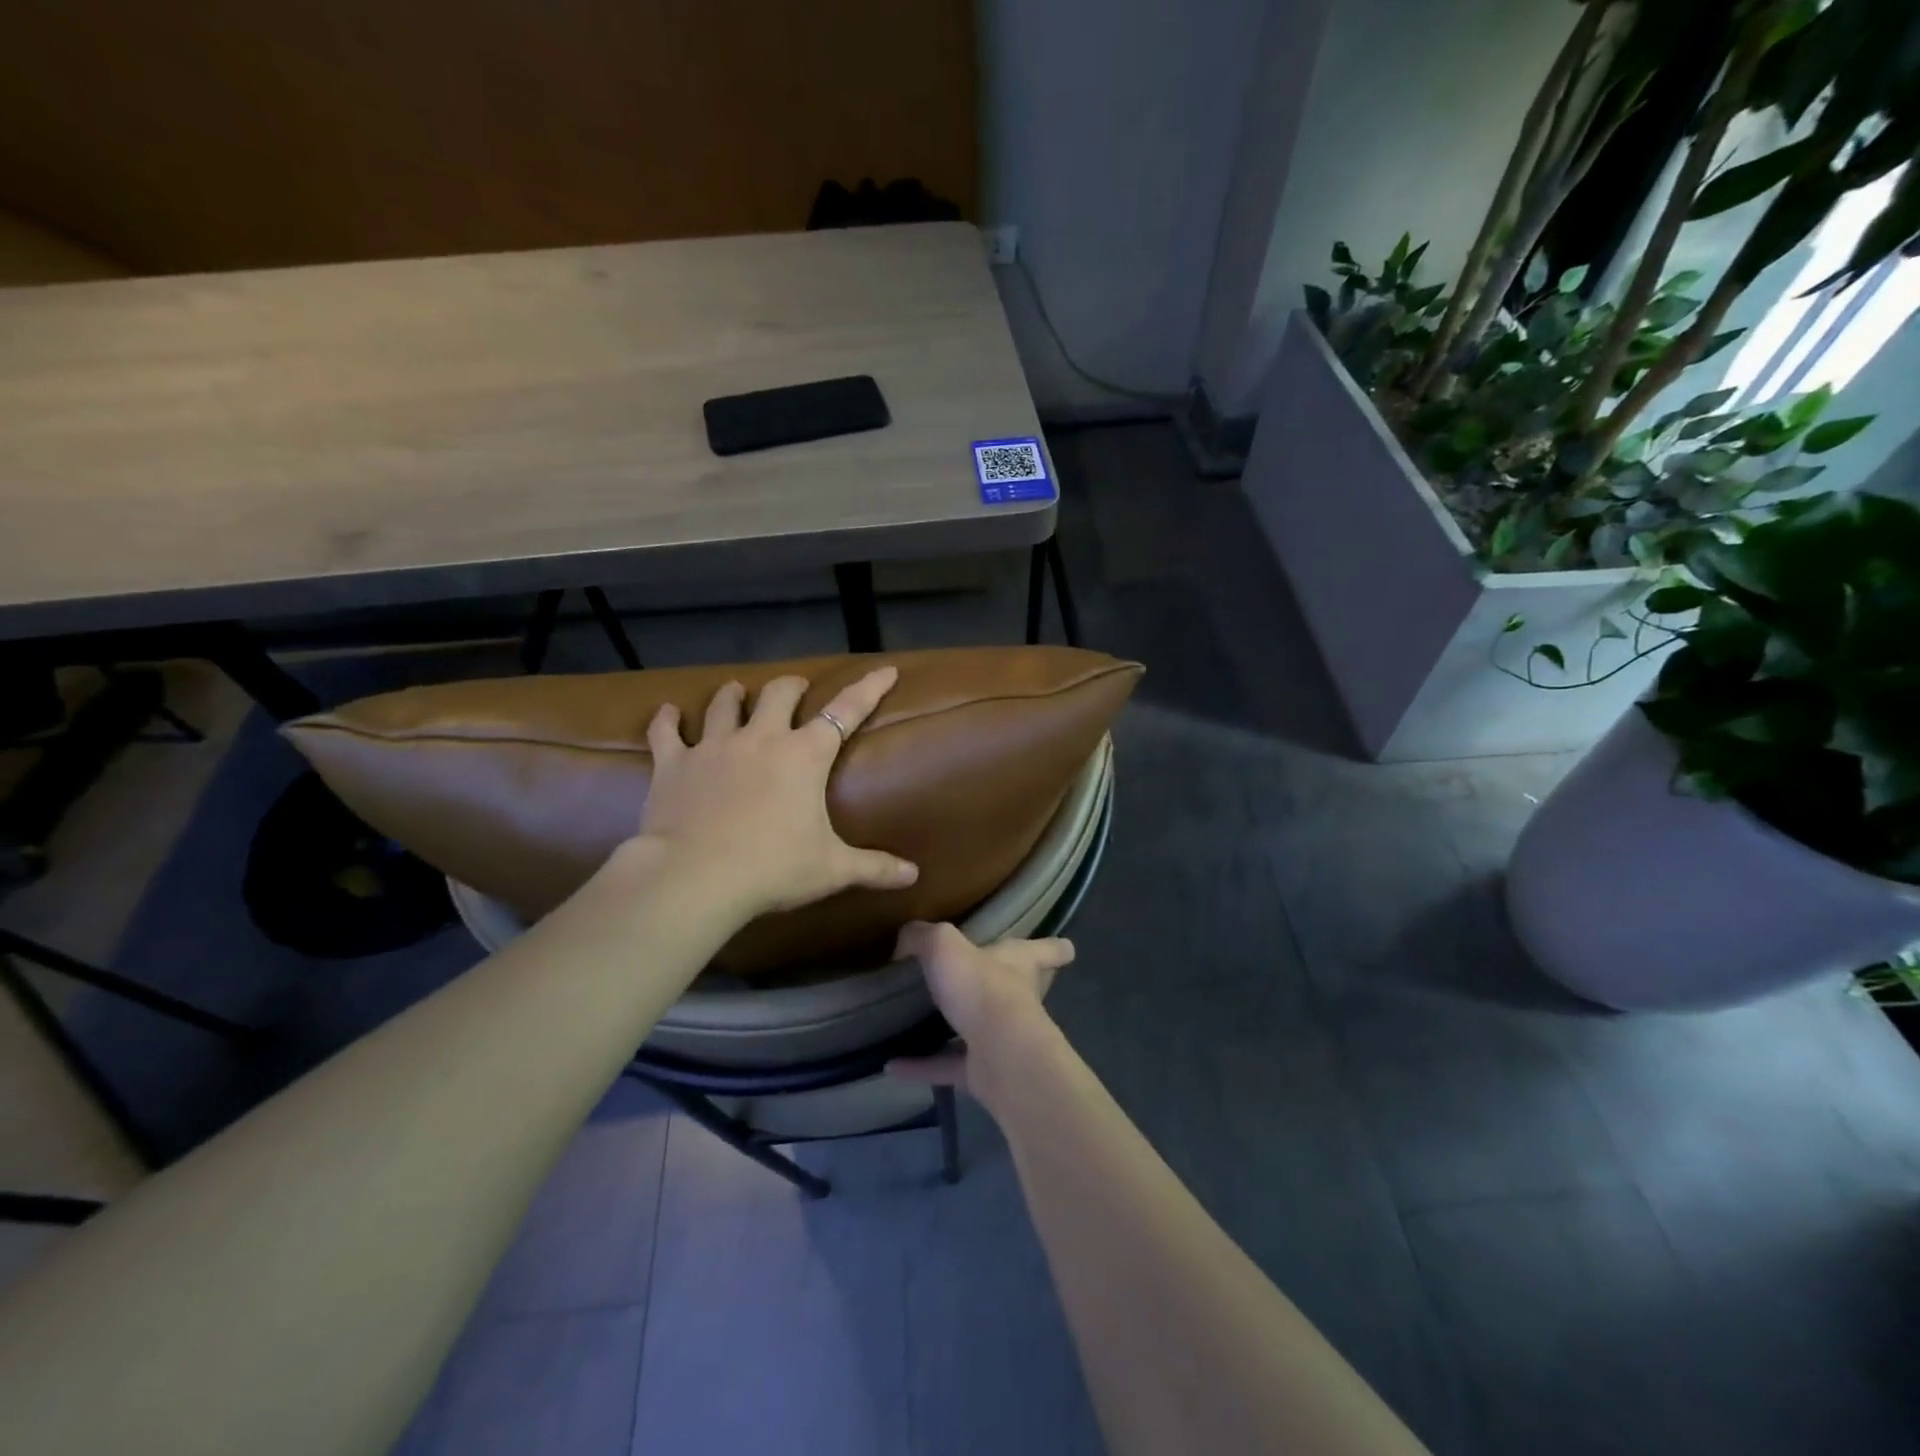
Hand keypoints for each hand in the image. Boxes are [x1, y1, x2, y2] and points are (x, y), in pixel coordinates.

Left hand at [634, 666, 918, 917]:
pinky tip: (667, 712)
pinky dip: (667, 720)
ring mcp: (713, 746)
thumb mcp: (831, 870)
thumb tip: (913, 876)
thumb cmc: (773, 868)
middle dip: (792, 686)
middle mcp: (761, 739)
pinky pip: (667, 732)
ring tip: (737, 690)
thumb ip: (874, 868)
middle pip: (779, 694)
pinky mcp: (674, 763)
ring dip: (734, 695)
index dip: (869, 688)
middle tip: (797, 689)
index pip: (846, 711)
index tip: (885, 670)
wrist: (696, 877)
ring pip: (724, 704)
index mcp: (805, 756)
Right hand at [887, 920, 1073, 1104]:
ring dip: (957, 1027)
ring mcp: (1003, 1039)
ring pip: (981, 1029)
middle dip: (1010, 984)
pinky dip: (922, 1066)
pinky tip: (892, 1064)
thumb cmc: (983, 988)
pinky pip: (947, 1065)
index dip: (1054, 947)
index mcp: (1020, 963)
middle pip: (1022, 988)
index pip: (1047, 950)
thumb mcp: (944, 945)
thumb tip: (905, 942)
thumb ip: (922, 936)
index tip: (1067, 948)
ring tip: (924, 1022)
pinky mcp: (983, 1073)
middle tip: (985, 978)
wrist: (999, 1055)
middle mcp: (1017, 999)